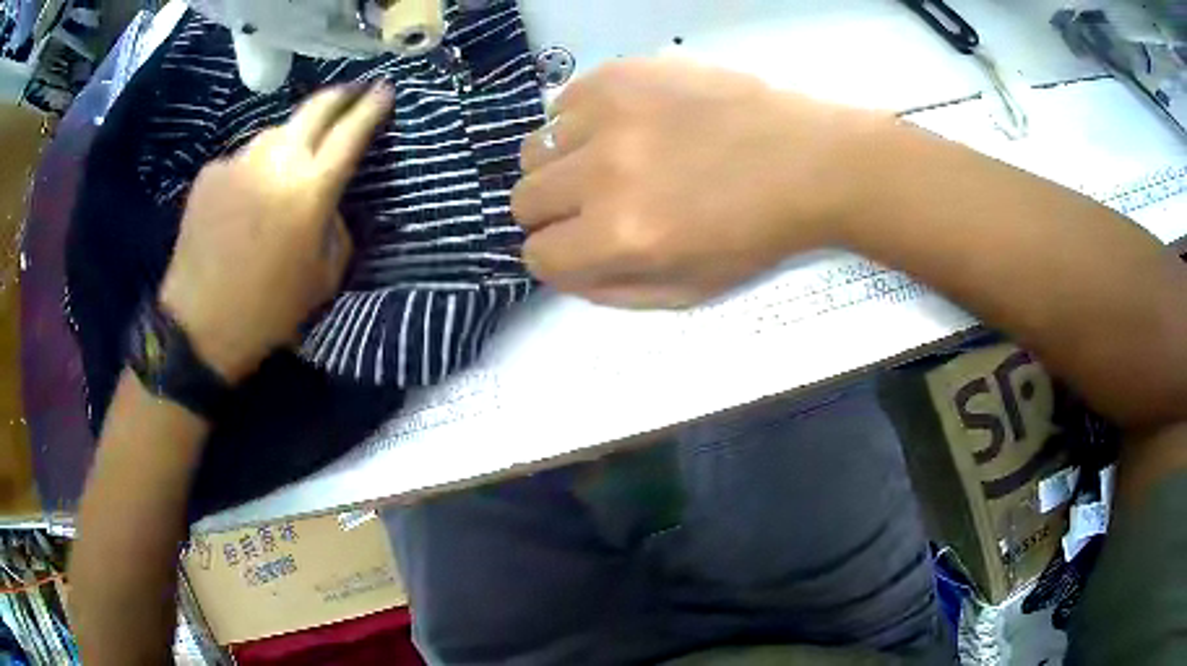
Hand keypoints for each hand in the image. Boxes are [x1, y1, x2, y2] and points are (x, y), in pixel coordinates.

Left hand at [159, 83, 393, 381]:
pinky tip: (245, 199)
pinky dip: (252, 169)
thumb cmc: (268, 312)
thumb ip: (337, 228)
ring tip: (290, 160)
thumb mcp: (324, 279)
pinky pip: (242, 159)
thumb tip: (329, 200)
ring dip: (291, 137)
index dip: (371, 107)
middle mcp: (276, 162)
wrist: (199, 326)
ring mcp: (238, 162)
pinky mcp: (211, 172)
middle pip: (315, 108)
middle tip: (351, 93)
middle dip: (339, 96)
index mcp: (310, 190)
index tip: (384, 89)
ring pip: (275, 132)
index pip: (351, 132)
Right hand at [511, 59, 885, 307]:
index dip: (556, 255)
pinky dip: (579, 122)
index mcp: (622, 235)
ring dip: (561, 164)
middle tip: (592, 203)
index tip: (578, 244)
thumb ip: (612, 291)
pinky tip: (619, 126)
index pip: (537, 254)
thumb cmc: (755, 234)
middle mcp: (604, 173)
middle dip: (552, 212)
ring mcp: (610, 114)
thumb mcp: (688, 290)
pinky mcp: (621, 73)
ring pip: (534, 149)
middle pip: (523, 199)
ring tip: (605, 160)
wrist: (806, 162)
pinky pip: (562, 103)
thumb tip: (561, 270)